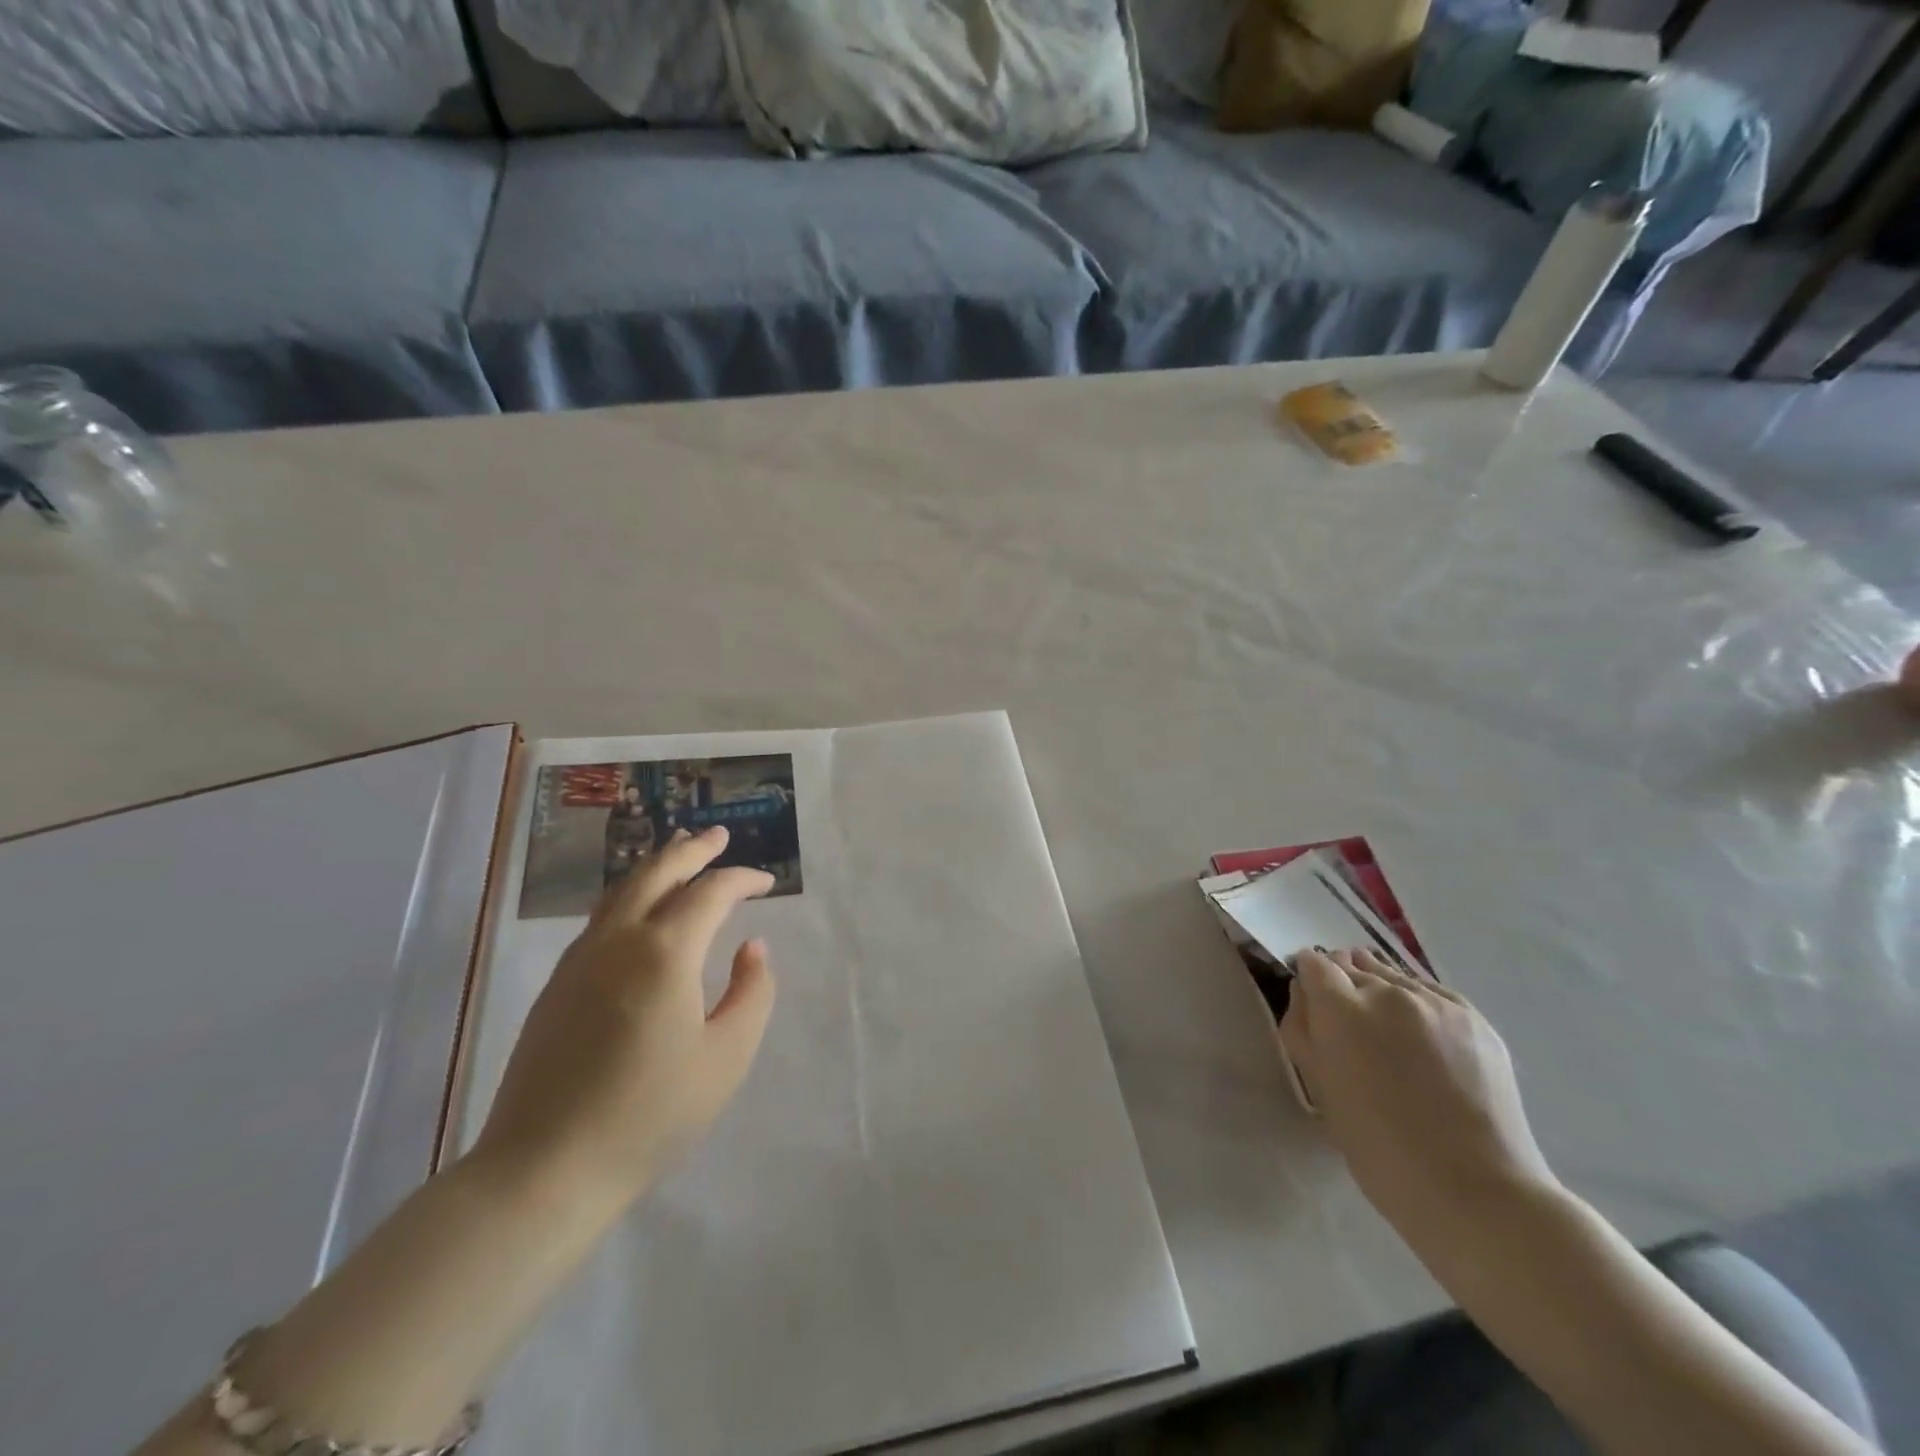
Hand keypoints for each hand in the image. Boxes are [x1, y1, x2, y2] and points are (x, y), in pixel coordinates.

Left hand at [469, 826, 776, 1209]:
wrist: (544, 1169)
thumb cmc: (650, 1114)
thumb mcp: (726, 1056)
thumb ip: (752, 992)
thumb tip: (751, 948)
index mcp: (665, 952)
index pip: (710, 892)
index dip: (742, 879)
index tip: (767, 882)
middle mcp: (619, 940)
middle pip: (657, 872)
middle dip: (692, 849)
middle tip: (718, 835)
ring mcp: (580, 960)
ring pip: (621, 890)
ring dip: (656, 866)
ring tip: (679, 853)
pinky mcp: (558, 985)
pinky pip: (601, 918)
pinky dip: (630, 895)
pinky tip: (639, 909)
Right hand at [1280, 949, 1556, 1231]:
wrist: (1477, 1192)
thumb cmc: (1380, 1150)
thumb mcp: (1320, 1089)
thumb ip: (1302, 1029)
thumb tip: (1304, 994)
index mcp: (1342, 1009)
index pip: (1314, 963)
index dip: (1310, 981)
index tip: (1315, 1006)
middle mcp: (1387, 992)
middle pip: (1352, 964)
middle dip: (1344, 986)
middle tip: (1351, 1027)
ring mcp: (1436, 1002)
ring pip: (1393, 975)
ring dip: (1381, 992)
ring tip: (1389, 1034)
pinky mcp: (1474, 1017)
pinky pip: (1431, 992)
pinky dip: (1418, 1005)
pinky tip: (1424, 1041)